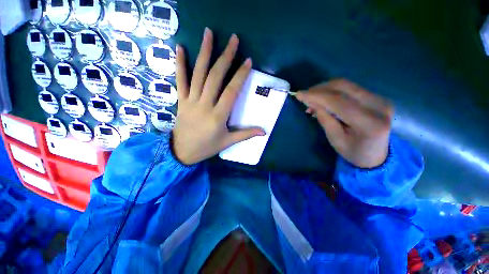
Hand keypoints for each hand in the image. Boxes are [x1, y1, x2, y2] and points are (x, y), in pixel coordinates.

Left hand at [172, 28, 264, 164]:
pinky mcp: (181, 100)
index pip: (231, 91)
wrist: (182, 152)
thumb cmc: (207, 147)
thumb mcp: (228, 142)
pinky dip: (180, 64)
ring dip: (204, 53)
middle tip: (233, 40)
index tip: (248, 61)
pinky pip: (180, 80)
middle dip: (225, 57)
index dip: (240, 75)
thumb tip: (264, 131)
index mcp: (218, 116)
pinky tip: (181, 48)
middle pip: (215, 77)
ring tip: (209, 33)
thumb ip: (246, 134)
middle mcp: (204, 105)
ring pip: (198, 74)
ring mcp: (191, 101)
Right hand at [296, 79, 392, 167]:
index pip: (338, 101)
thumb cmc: (353, 152)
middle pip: (344, 87)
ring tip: (312, 99)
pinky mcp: (377, 96)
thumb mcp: (335, 140)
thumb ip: (324, 119)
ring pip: (347, 85)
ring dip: (325, 89)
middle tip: (305, 95)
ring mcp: (380, 99)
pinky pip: (350, 88)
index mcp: (369, 123)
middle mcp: (378, 106)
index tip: (299, 94)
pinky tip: (324, 99)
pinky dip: (333, 91)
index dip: (316, 96)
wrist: (378, 155)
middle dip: (320, 89)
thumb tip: (311, 102)